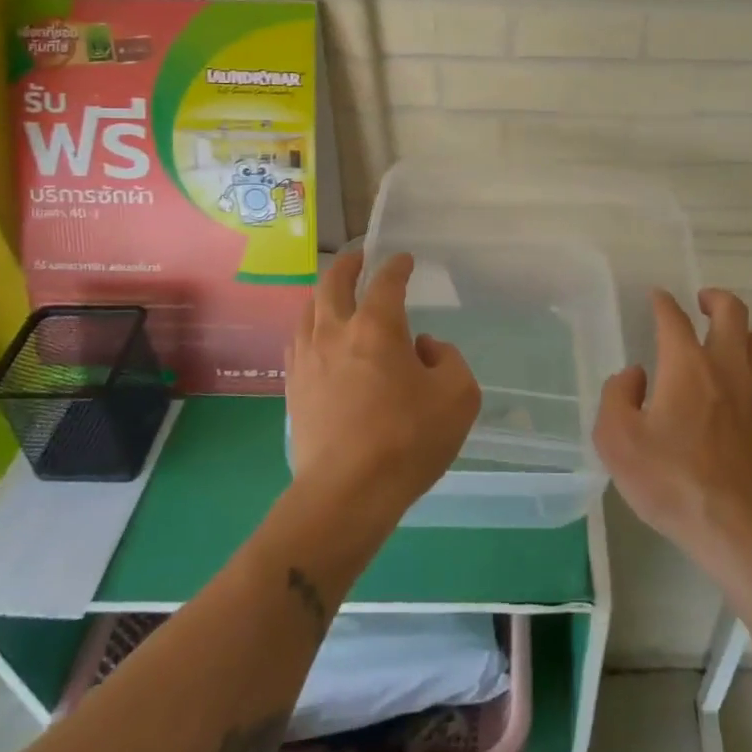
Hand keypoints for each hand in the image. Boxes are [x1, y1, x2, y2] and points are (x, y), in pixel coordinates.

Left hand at [285, 249, 479, 519]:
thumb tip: (423, 347)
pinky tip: (317, 339)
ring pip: (308, 310)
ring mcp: (308, 359)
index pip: (386, 282)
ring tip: (334, 295)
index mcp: (376, 327)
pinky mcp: (294, 388)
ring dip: (324, 295)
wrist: (347, 493)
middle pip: (333, 284)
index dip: (397, 266)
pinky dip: (310, 328)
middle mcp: (335, 332)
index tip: (404, 260)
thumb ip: (447, 359)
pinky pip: (298, 342)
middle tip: (359, 259)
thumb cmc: (408, 439)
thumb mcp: (458, 395)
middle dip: (348, 265)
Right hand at [593, 288, 751, 558]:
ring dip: (744, 331)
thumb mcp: (617, 441)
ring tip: (728, 340)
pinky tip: (740, 387)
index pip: (674, 318)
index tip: (657, 298)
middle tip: (702, 303)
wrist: (738, 527)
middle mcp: (726, 367)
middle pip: (732, 312)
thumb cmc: (671, 481)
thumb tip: (635, 375)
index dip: (663, 303)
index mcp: (686, 365)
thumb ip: (617, 397)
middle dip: (716, 298)